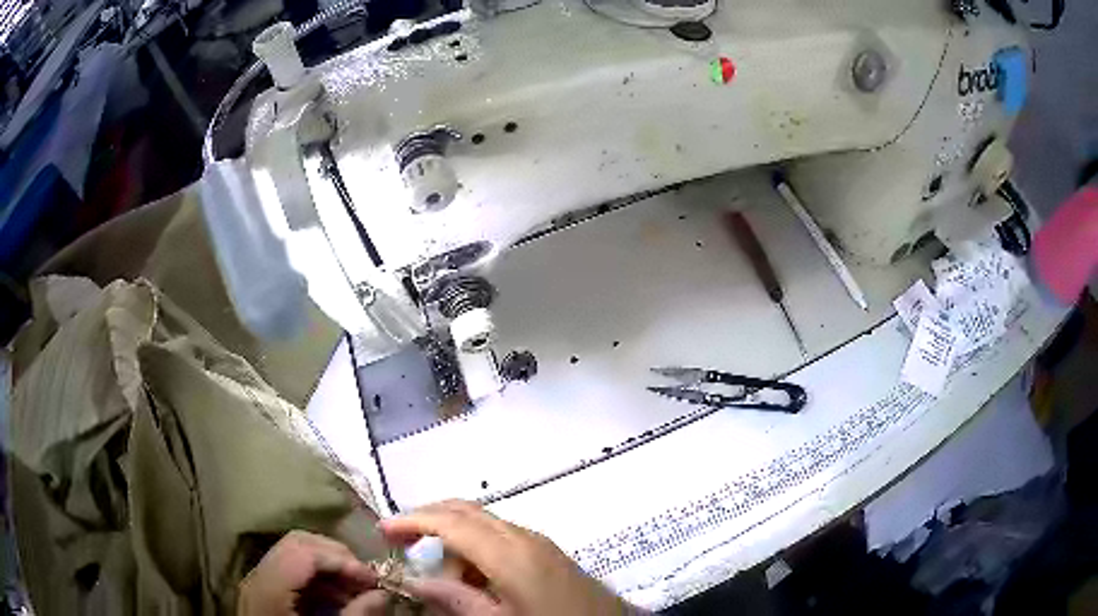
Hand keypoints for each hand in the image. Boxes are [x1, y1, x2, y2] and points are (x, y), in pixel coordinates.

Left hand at [237, 530, 389, 614]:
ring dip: (328, 567)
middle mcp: (258, 576)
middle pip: (297, 544)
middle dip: (336, 557)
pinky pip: (290, 570)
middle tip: (366, 580)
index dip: (342, 560)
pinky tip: (336, 598)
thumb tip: (383, 594)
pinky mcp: (263, 591)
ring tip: (355, 591)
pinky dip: (317, 578)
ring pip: (294, 554)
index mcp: (269, 588)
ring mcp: (257, 581)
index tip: (374, 579)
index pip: (305, 552)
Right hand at [379, 500, 629, 615]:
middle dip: (429, 521)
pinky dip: (479, 550)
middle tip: (402, 544)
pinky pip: (503, 538)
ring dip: (456, 542)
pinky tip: (477, 581)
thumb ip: (455, 600)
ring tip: (448, 582)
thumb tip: (415, 580)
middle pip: (466, 512)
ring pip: (484, 525)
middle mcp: (524, 536)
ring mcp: (540, 542)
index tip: (382, 529)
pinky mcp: (549, 552)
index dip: (412, 521)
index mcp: (509, 552)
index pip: (450, 522)